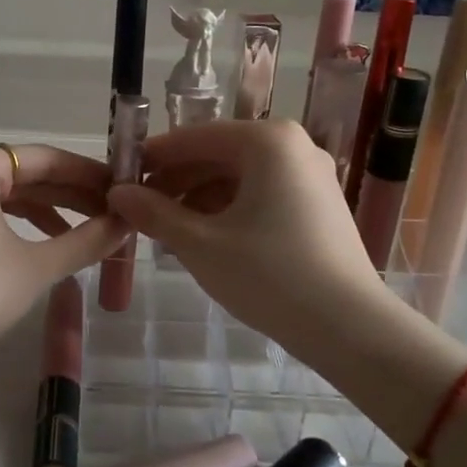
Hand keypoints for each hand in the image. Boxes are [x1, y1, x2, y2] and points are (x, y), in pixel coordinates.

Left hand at [0, 144, 125, 360]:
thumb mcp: (36, 267)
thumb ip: (86, 240)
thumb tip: (126, 224)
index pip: (43, 158)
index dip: (86, 173)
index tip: (121, 188)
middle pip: (23, 173)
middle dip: (69, 193)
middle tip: (112, 211)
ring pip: (4, 195)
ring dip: (46, 210)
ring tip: (87, 230)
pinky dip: (17, 224)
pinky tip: (46, 243)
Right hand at [105, 120, 390, 351]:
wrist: (350, 328)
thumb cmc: (269, 275)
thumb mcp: (200, 244)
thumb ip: (155, 213)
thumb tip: (117, 193)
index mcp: (267, 141)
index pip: (194, 138)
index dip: (154, 158)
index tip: (120, 178)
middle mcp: (293, 146)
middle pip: (219, 154)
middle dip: (177, 181)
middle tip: (140, 210)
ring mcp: (311, 175)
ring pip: (240, 176)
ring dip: (200, 198)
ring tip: (168, 229)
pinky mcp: (319, 204)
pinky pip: (262, 193)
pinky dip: (229, 209)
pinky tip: (206, 238)